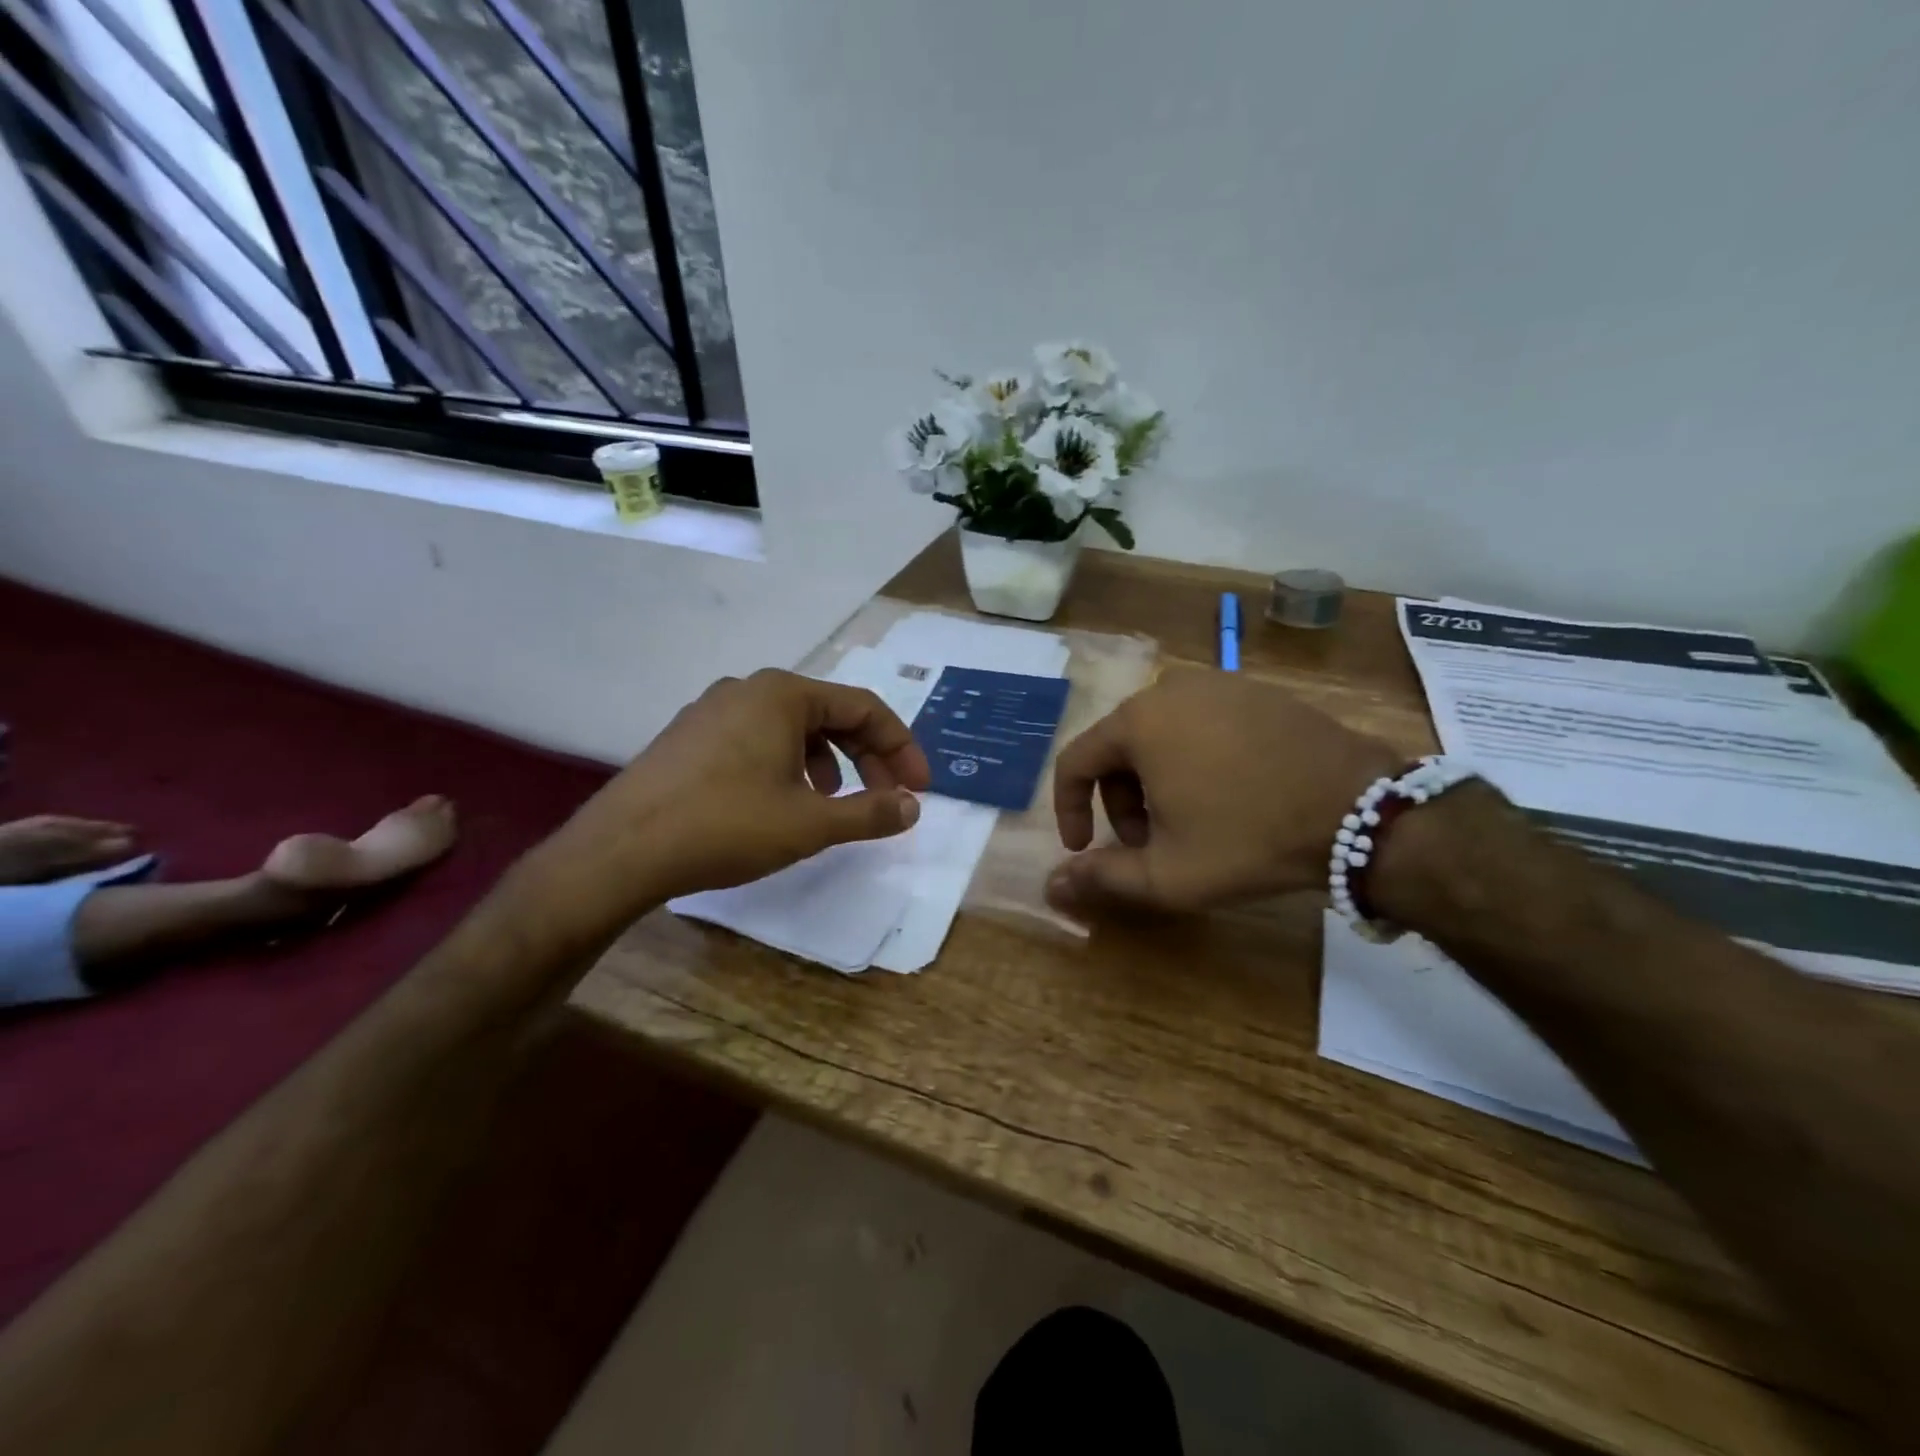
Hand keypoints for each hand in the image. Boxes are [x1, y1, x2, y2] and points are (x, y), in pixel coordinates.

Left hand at [539, 670, 930, 923]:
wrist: (620, 852)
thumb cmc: (726, 826)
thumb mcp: (810, 823)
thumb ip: (870, 812)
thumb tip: (911, 807)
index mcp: (783, 694)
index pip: (864, 707)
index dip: (900, 747)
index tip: (919, 789)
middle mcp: (748, 689)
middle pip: (829, 714)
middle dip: (867, 756)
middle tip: (888, 797)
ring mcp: (712, 710)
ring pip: (792, 728)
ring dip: (828, 761)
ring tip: (834, 802)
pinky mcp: (689, 737)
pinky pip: (757, 739)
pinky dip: (788, 765)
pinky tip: (781, 802)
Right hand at [1050, 669, 1401, 912]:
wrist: (1359, 811)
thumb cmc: (1249, 839)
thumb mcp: (1168, 873)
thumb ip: (1102, 878)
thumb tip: (1050, 886)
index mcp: (1137, 724)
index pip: (1075, 761)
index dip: (1070, 809)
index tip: (1083, 847)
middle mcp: (1169, 690)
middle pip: (1117, 747)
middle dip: (1119, 800)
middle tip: (1145, 842)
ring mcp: (1217, 685)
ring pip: (1158, 735)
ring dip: (1154, 780)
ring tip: (1185, 822)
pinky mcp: (1255, 692)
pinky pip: (1200, 724)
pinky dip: (1192, 758)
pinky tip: (1224, 794)